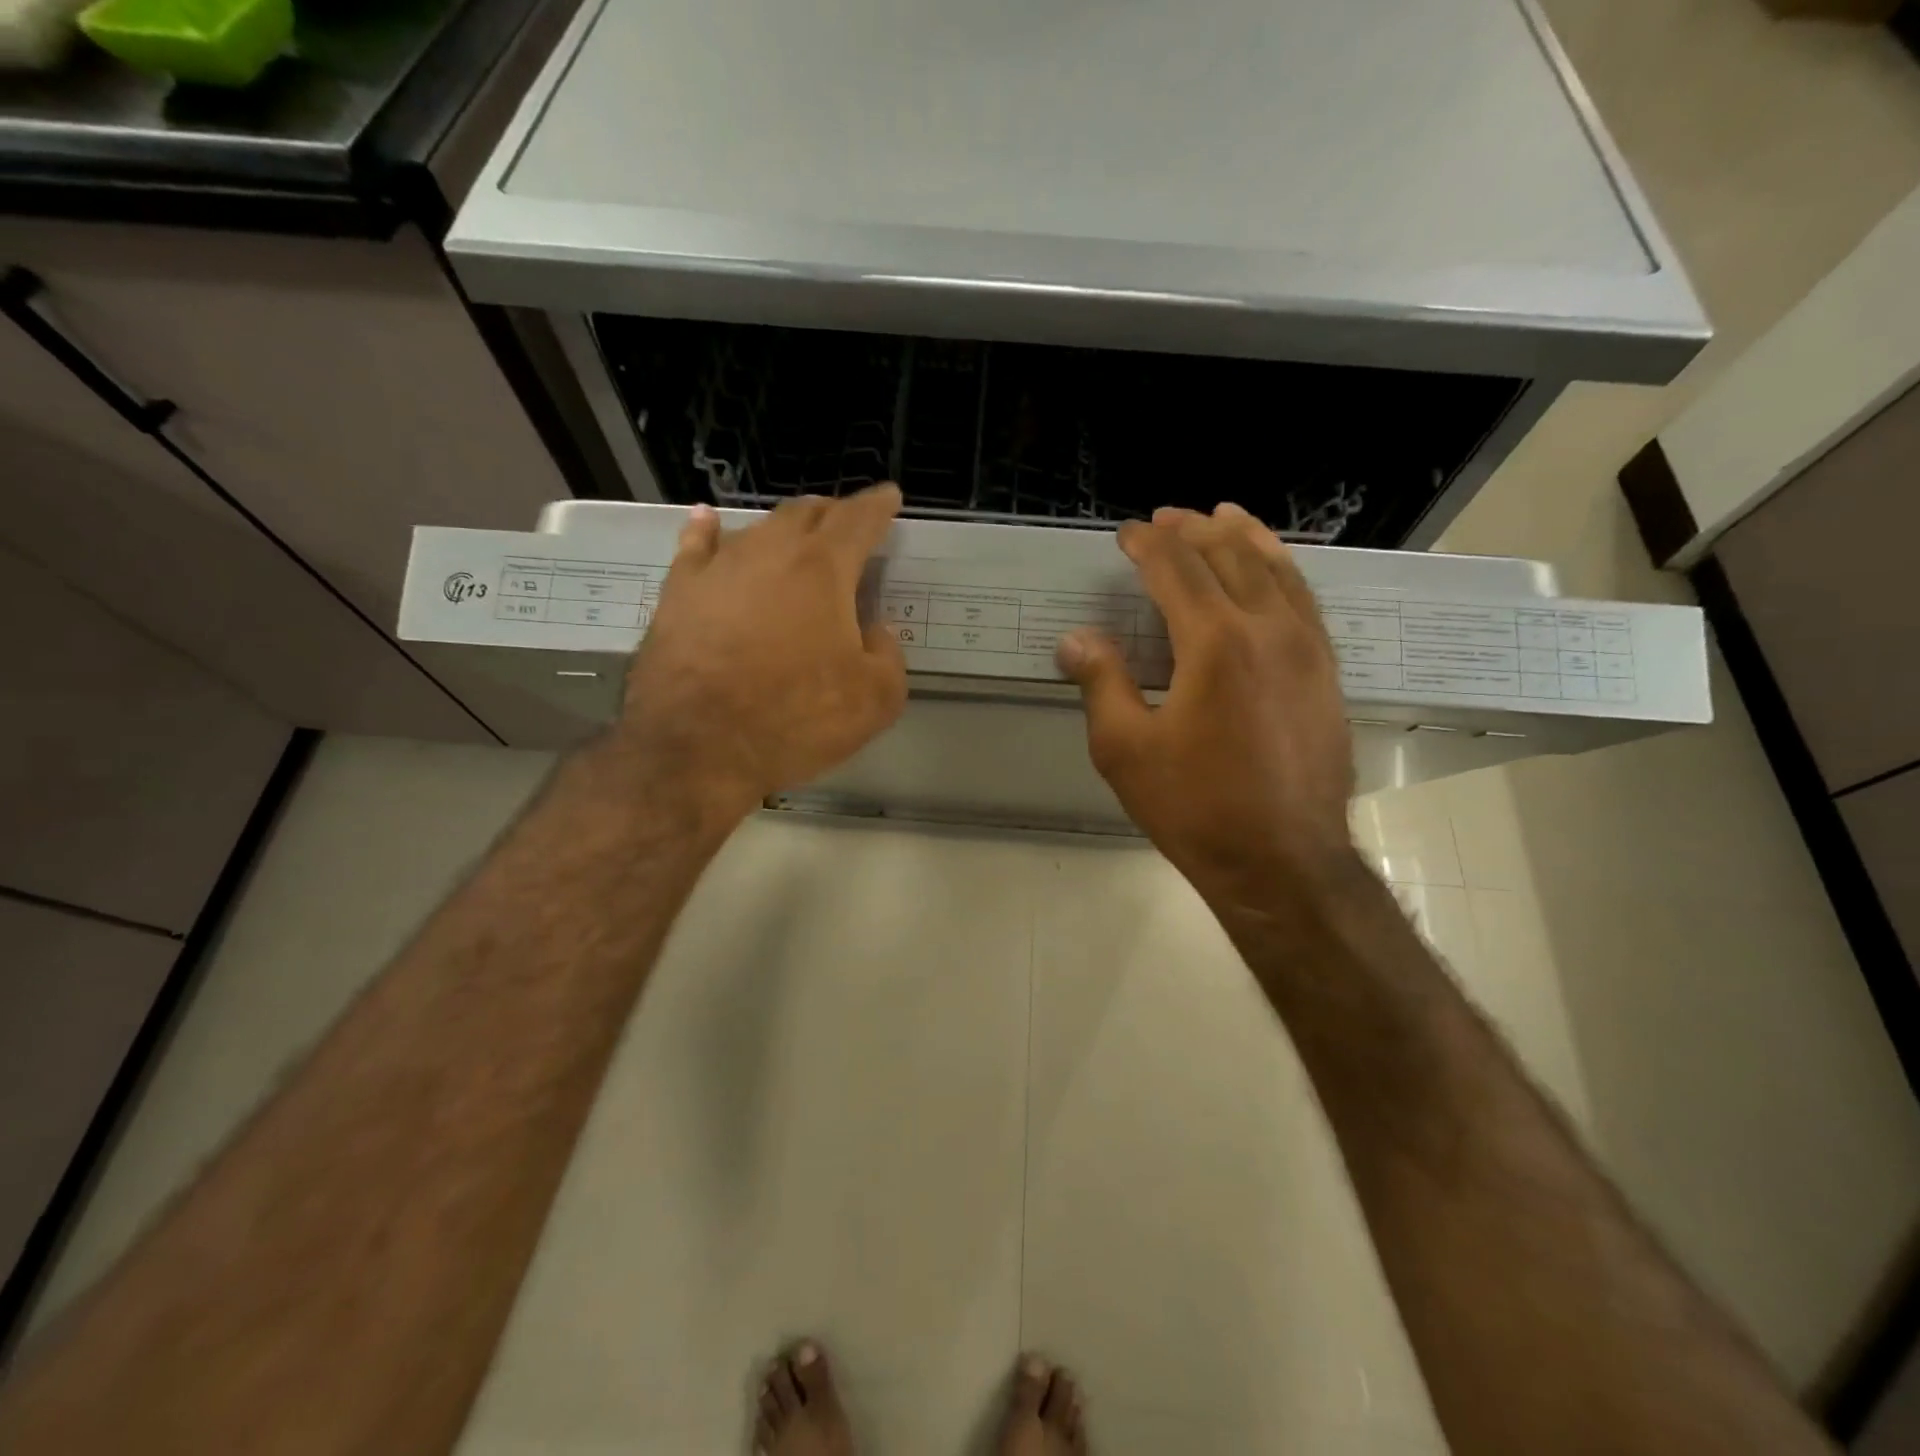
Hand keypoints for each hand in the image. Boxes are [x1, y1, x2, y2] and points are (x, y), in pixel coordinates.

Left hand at [608, 488, 908, 826]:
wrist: (698, 746)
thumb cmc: (796, 719)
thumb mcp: (875, 699)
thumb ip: (888, 655)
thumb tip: (875, 631)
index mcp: (823, 570)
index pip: (857, 520)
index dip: (878, 506)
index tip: (889, 496)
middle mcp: (770, 552)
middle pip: (805, 514)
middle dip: (831, 513)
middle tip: (845, 522)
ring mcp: (718, 569)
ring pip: (757, 529)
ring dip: (782, 528)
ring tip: (794, 532)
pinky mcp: (678, 593)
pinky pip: (695, 548)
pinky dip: (706, 531)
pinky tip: (707, 521)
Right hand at [1056, 504, 1357, 905]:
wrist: (1283, 860)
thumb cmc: (1195, 807)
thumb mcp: (1126, 749)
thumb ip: (1102, 683)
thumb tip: (1075, 639)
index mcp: (1214, 642)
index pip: (1176, 570)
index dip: (1147, 545)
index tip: (1126, 533)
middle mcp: (1268, 629)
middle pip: (1230, 556)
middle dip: (1194, 530)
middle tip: (1167, 517)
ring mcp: (1308, 648)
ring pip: (1277, 570)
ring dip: (1245, 538)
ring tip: (1224, 516)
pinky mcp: (1327, 671)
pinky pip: (1306, 600)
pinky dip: (1283, 571)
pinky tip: (1273, 571)